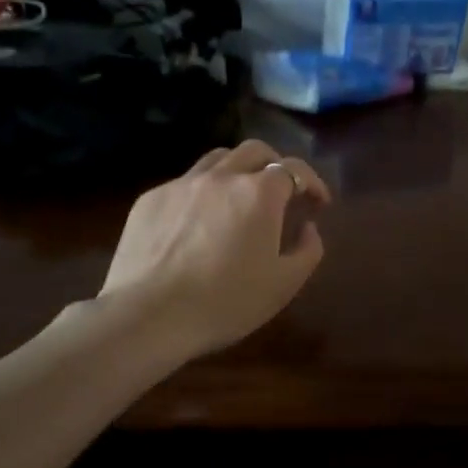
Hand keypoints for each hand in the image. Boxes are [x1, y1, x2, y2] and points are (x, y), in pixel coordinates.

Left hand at [97, 140, 330, 361]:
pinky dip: (202, 193)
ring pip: (217, 159)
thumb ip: (308, 250)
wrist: (148, 317)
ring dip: (237, 170)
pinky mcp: (150, 199)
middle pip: (255, 151)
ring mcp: (181, 184)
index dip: (313, 182)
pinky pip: (184, 183)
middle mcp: (222, 176)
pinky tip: (198, 223)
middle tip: (282, 191)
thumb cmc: (225, 303)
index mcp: (259, 193)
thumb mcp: (284, 285)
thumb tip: (307, 227)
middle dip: (276, 165)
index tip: (319, 202)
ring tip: (240, 197)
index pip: (294, 169)